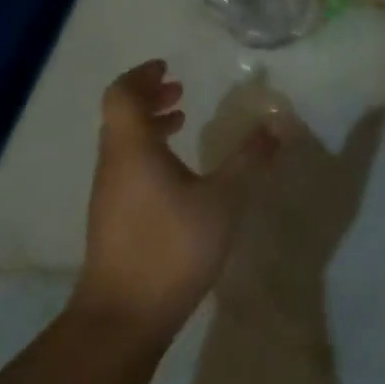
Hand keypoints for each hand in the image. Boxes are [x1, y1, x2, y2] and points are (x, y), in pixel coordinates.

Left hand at [73, 60, 279, 338]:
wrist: (124, 316)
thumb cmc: (173, 248)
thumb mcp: (223, 200)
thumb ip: (249, 161)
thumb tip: (276, 125)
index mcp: (133, 149)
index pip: (122, 94)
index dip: (141, 75)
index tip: (167, 67)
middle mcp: (113, 164)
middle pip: (120, 115)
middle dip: (149, 96)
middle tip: (179, 89)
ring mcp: (108, 193)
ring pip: (123, 142)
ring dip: (149, 125)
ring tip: (182, 122)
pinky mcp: (112, 218)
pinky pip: (127, 166)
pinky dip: (149, 152)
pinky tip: (178, 175)